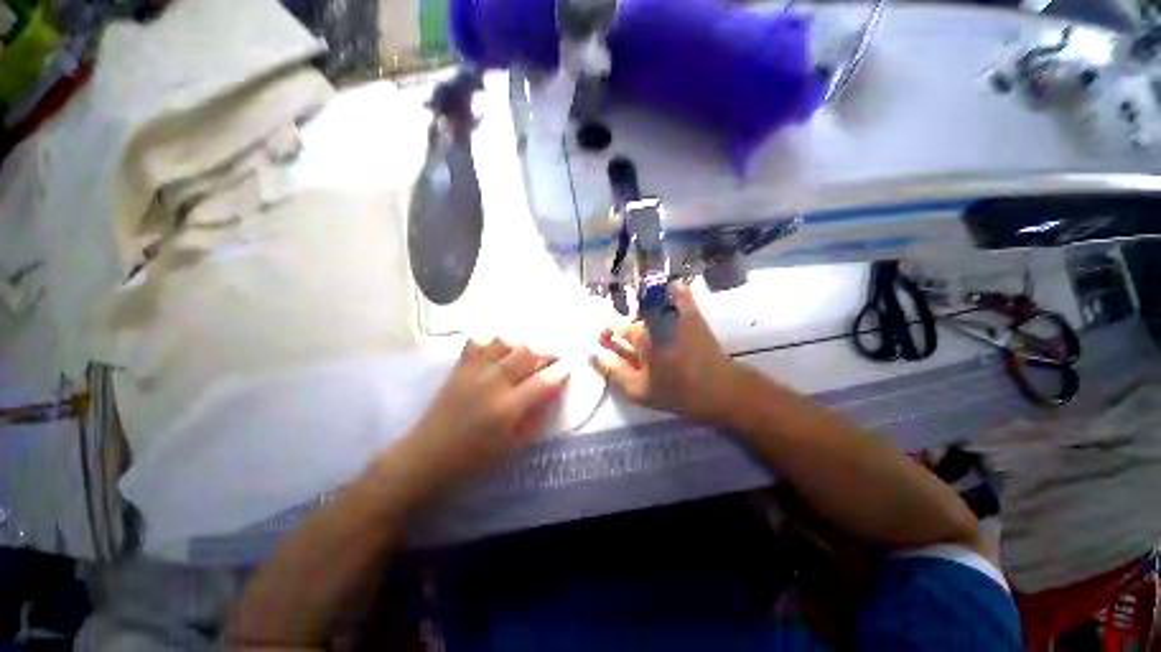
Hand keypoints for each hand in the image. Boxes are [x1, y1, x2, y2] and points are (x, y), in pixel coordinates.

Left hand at [396, 338, 568, 491]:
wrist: (427, 455)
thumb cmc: (474, 457)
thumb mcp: (514, 444)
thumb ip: (536, 416)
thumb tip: (552, 391)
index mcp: (508, 408)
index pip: (544, 381)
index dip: (560, 372)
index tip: (566, 369)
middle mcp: (492, 383)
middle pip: (526, 352)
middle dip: (546, 351)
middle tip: (551, 358)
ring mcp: (474, 371)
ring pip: (505, 342)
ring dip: (521, 345)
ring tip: (526, 355)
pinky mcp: (459, 367)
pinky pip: (478, 341)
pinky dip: (492, 342)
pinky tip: (498, 352)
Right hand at [590, 282, 741, 424]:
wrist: (722, 390)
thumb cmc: (678, 392)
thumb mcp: (639, 389)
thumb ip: (612, 372)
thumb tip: (590, 355)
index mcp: (642, 336)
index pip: (615, 327)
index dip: (607, 332)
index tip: (604, 341)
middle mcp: (656, 318)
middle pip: (631, 314)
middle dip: (622, 323)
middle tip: (621, 336)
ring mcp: (676, 313)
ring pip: (650, 301)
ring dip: (640, 305)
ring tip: (640, 321)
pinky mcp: (693, 314)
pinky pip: (679, 292)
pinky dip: (671, 288)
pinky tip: (667, 291)